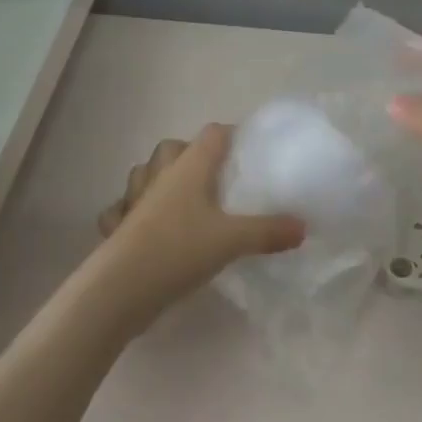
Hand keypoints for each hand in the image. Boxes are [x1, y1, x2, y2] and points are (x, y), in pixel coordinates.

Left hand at [92, 125, 304, 320]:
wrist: (123, 287)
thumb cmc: (180, 250)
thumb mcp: (233, 240)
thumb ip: (268, 231)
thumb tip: (302, 227)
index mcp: (189, 168)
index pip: (212, 134)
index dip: (231, 135)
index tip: (250, 150)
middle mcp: (159, 176)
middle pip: (173, 148)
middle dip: (191, 154)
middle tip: (215, 177)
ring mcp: (134, 200)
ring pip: (143, 174)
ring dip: (159, 178)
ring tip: (181, 197)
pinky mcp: (118, 227)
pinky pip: (121, 209)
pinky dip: (130, 212)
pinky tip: (143, 225)